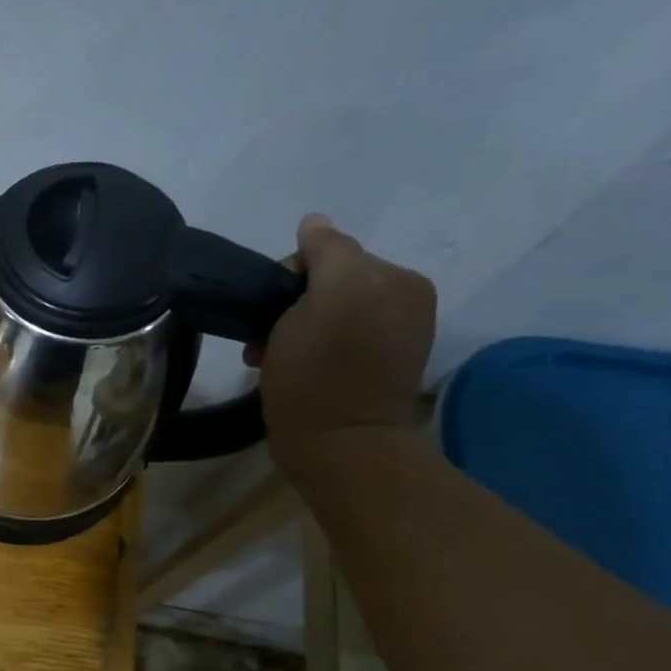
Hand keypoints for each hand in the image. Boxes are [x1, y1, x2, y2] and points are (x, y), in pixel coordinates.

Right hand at [247, 214, 436, 466]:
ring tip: (270, 357)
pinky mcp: (371, 371)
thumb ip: (327, 251)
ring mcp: (390, 339)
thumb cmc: (321, 373)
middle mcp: (403, 303)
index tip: (270, 310)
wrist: (335, 447)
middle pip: (328, 284)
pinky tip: (286, 368)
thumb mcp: (326, 298)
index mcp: (399, 281)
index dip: (291, 277)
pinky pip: (331, 342)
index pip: (332, 254)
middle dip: (290, 306)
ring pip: (324, 314)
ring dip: (290, 330)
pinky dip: (305, 350)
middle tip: (267, 339)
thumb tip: (315, 223)